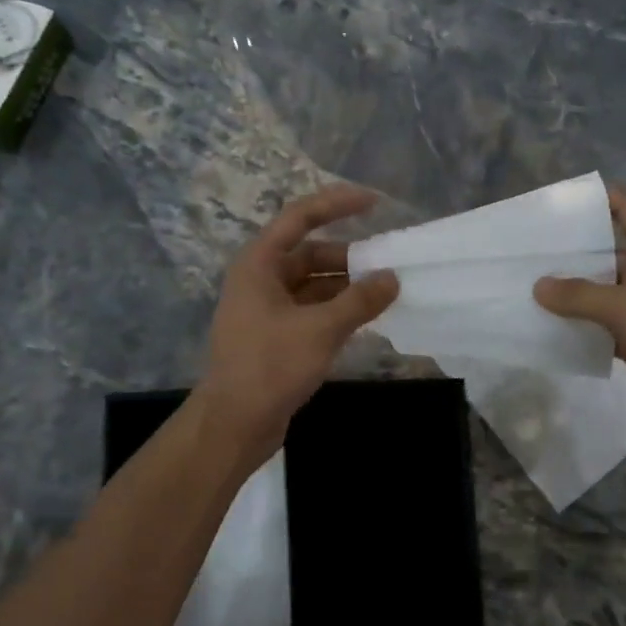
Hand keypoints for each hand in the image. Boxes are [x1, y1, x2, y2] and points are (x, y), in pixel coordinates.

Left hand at [196, 185, 398, 464]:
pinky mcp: (276, 336)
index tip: (375, 202)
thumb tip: (392, 278)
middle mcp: (261, 280)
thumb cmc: (270, 367)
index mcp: (260, 264)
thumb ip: (360, 300)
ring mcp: (267, 309)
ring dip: (347, 286)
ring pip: (314, 285)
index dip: (337, 204)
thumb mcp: (320, 329)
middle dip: (350, 257)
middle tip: (389, 264)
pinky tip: (366, 318)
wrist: (233, 424)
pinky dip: (338, 310)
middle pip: (311, 253)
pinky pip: (313, 310)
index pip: (300, 218)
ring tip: (386, 292)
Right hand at [534, 186, 625, 446]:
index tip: (555, 202)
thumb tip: (538, 285)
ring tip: (526, 284)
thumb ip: (579, 295)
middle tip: (526, 249)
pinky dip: (579, 323)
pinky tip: (546, 325)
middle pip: (608, 250)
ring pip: (602, 289)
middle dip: (571, 249)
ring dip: (571, 290)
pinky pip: (603, 323)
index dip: (596, 198)